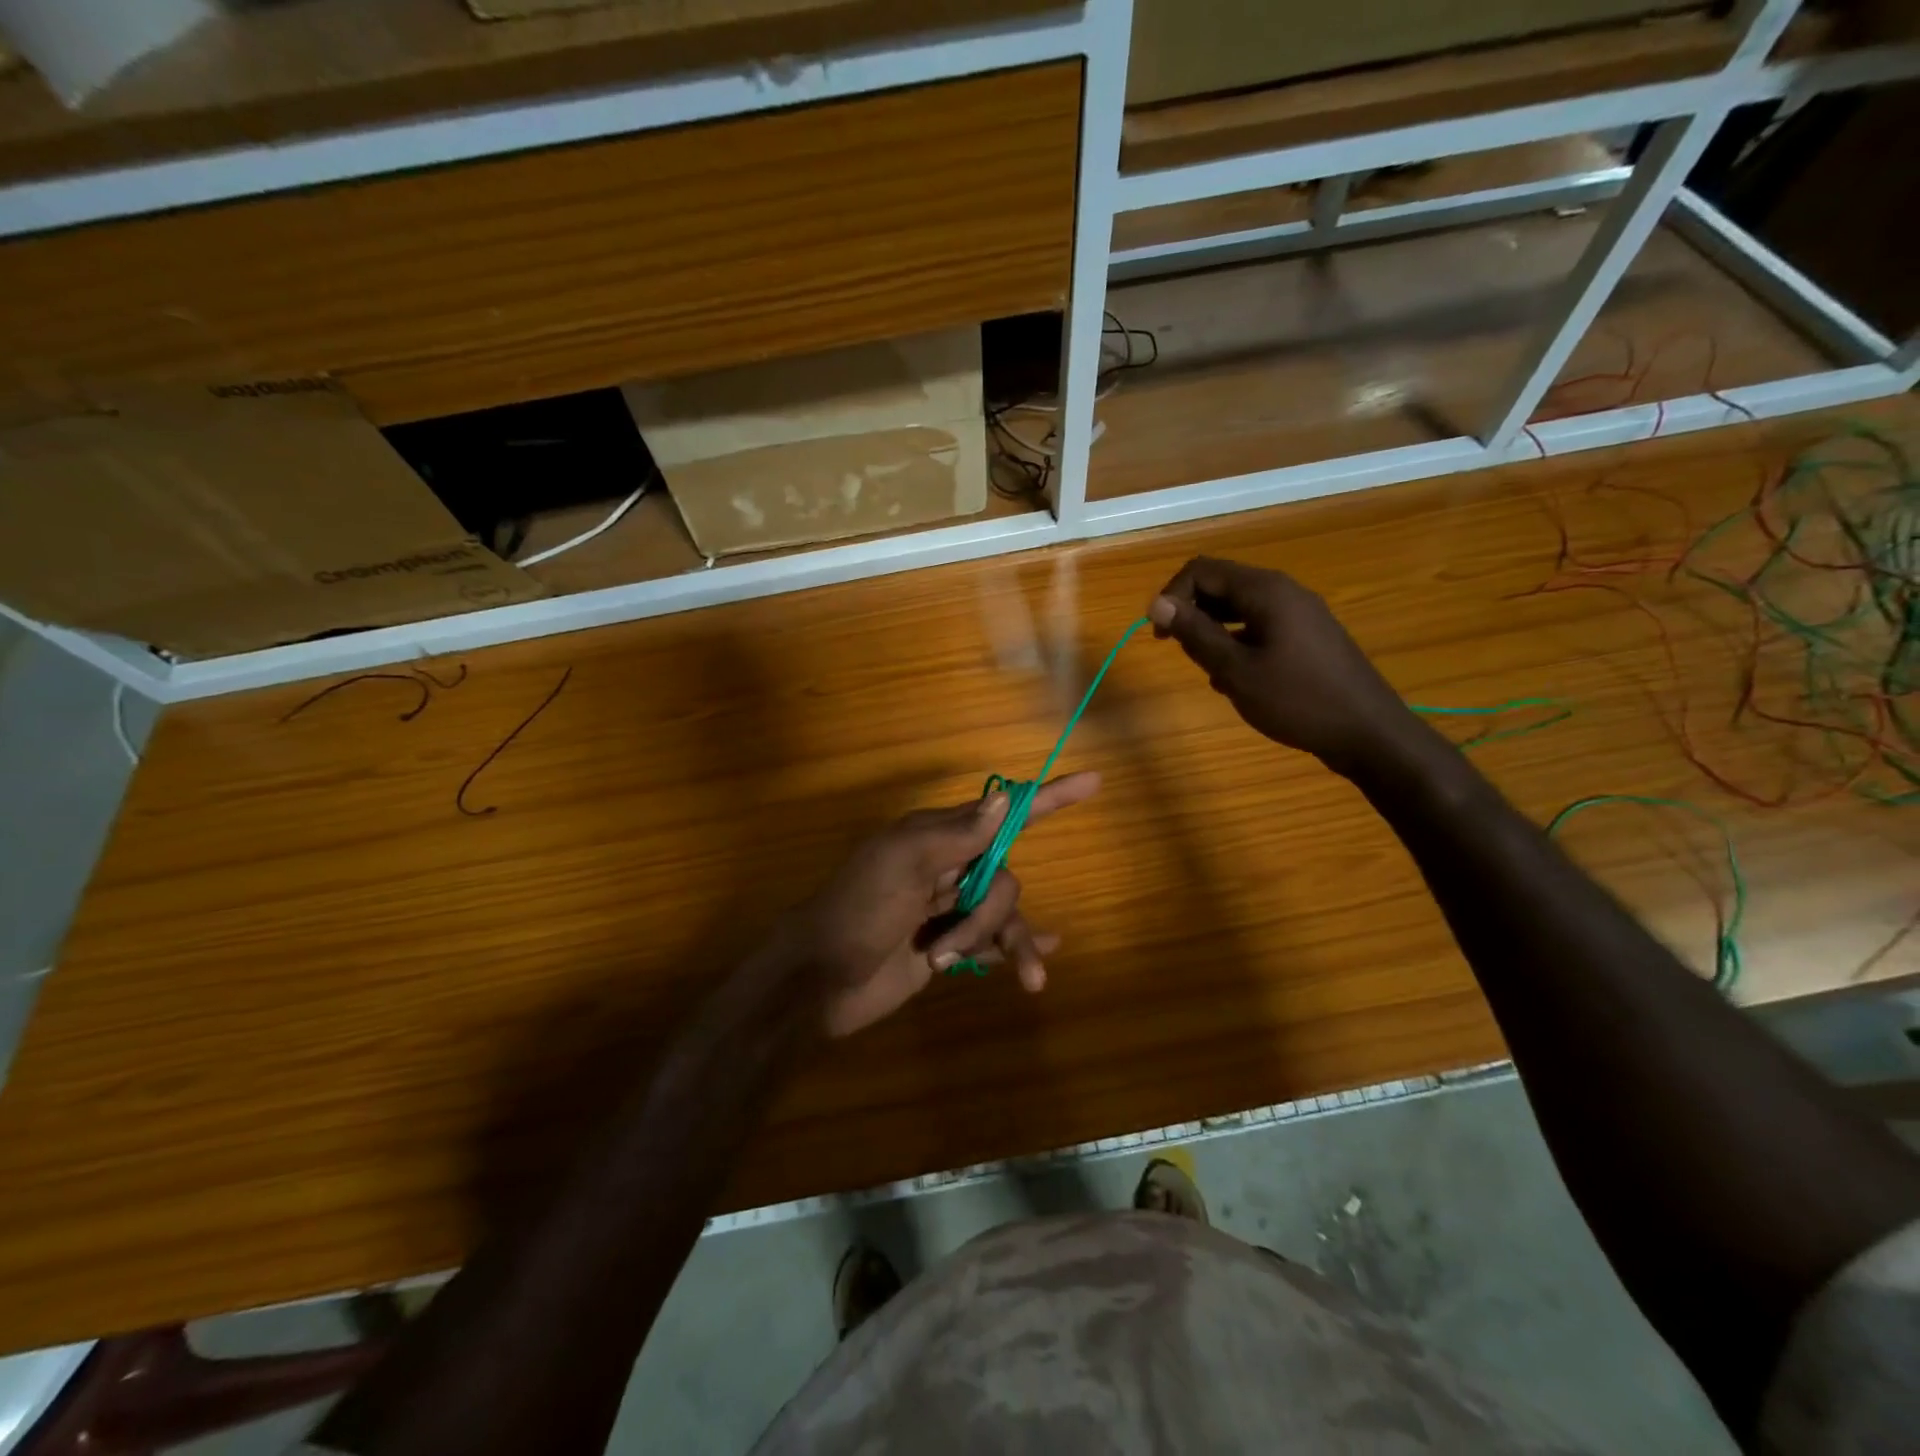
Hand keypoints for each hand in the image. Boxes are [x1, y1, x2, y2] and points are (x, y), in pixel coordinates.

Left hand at [790, 774, 1100, 1037]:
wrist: (818, 981)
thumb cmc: (857, 911)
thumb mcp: (902, 863)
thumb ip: (956, 835)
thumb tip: (1005, 799)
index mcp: (937, 837)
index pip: (1004, 813)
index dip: (1048, 798)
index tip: (1093, 782)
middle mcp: (949, 868)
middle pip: (1005, 879)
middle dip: (985, 915)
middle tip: (943, 942)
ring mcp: (950, 910)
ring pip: (1002, 916)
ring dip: (989, 944)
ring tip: (949, 967)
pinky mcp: (949, 947)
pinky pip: (995, 945)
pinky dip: (1018, 949)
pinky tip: (1040, 963)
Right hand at [1148, 557, 1413, 774]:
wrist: (1368, 733)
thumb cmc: (1297, 700)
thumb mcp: (1235, 670)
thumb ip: (1195, 634)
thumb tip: (1157, 603)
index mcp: (1265, 591)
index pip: (1201, 570)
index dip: (1171, 596)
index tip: (1159, 635)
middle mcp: (1284, 591)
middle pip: (1222, 584)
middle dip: (1191, 612)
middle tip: (1177, 651)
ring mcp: (1300, 613)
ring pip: (1240, 607)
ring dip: (1213, 630)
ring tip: (1205, 668)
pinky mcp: (1309, 635)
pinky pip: (1260, 626)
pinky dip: (1237, 642)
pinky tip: (1235, 678)